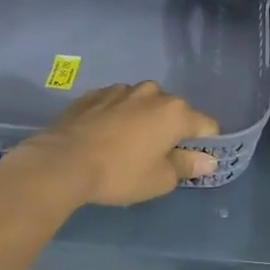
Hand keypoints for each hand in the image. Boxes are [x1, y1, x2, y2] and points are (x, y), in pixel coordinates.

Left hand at [15, 82, 220, 205]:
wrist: (61, 162)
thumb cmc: (120, 174)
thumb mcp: (160, 179)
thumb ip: (187, 166)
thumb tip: (208, 161)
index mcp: (175, 112)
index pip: (207, 125)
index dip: (206, 144)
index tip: (194, 161)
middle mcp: (152, 93)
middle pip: (175, 111)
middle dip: (172, 130)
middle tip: (158, 156)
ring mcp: (120, 90)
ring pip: (144, 104)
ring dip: (143, 120)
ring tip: (128, 145)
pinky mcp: (93, 94)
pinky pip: (116, 104)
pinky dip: (117, 117)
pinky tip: (105, 137)